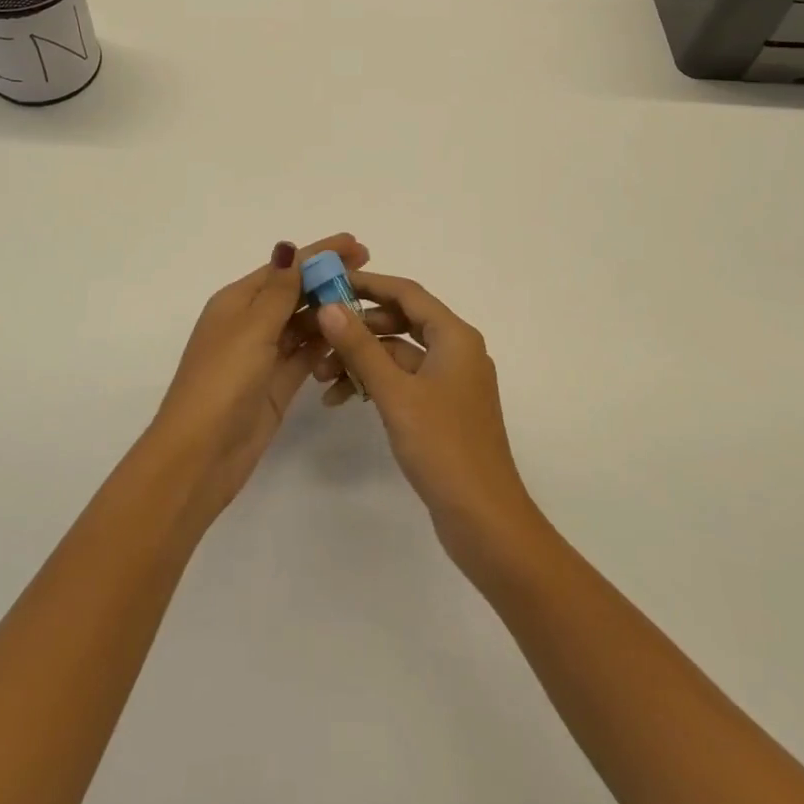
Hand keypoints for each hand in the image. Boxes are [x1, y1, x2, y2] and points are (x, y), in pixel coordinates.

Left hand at [151, 233, 367, 521]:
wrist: (200, 455)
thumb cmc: (222, 382)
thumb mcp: (251, 329)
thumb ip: (278, 290)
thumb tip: (287, 247)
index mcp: (237, 302)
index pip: (285, 268)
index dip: (319, 253)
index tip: (356, 242)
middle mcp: (251, 323)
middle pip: (296, 292)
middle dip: (329, 279)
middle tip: (370, 270)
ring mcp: (265, 354)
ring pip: (304, 323)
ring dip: (331, 311)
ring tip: (369, 302)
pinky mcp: (278, 383)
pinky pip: (308, 354)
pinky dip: (328, 344)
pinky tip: (353, 337)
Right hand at [311, 272, 540, 569]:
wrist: (485, 520)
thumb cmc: (443, 448)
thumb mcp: (396, 394)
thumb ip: (360, 347)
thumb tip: (329, 306)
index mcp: (455, 336)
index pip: (406, 293)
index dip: (368, 284)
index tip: (329, 282)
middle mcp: (456, 350)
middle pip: (401, 321)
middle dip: (358, 328)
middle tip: (318, 334)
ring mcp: (450, 381)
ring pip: (399, 353)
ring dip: (362, 360)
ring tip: (321, 377)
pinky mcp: (442, 409)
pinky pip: (404, 380)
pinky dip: (375, 384)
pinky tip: (343, 398)